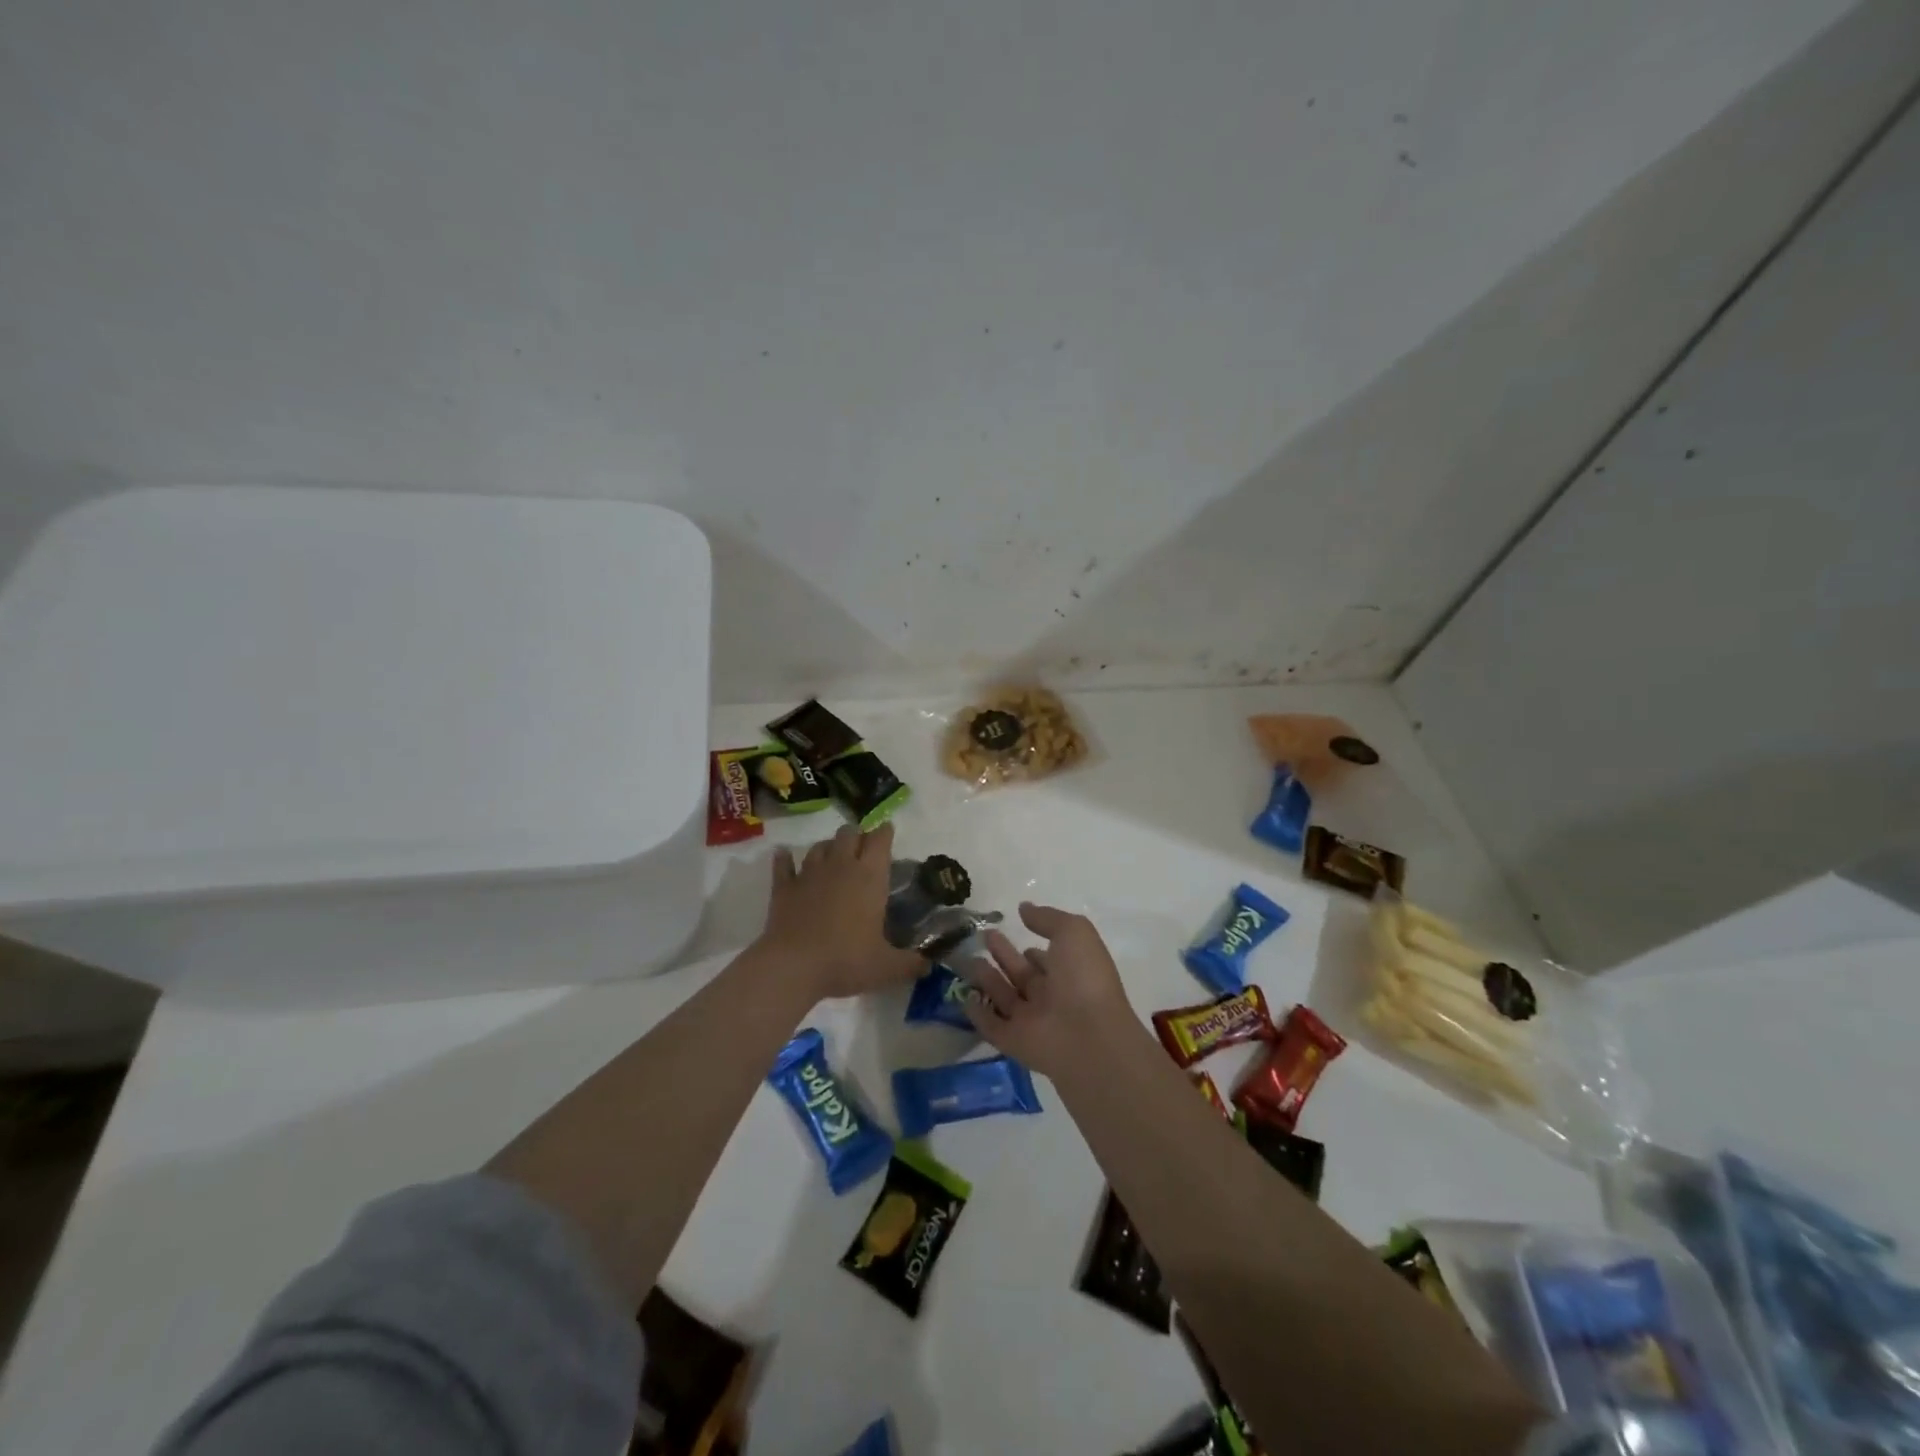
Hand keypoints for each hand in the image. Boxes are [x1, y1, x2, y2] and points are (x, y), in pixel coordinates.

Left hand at [758, 822, 922, 999]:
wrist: (792, 966)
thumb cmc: (846, 960)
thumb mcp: (887, 968)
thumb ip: (910, 964)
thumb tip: (928, 966)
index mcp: (870, 877)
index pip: (880, 840)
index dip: (885, 832)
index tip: (888, 831)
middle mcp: (841, 866)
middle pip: (849, 833)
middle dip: (857, 835)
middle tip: (863, 848)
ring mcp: (809, 873)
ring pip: (820, 846)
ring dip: (828, 847)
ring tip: (833, 856)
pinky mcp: (784, 887)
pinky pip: (784, 864)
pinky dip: (785, 859)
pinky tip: (785, 855)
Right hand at [959, 903, 1136, 1075]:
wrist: (1088, 1036)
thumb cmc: (1083, 977)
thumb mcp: (1073, 932)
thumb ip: (1047, 918)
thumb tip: (1023, 907)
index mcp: (1068, 972)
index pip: (1045, 959)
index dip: (1030, 948)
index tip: (1010, 930)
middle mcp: (1050, 996)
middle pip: (1021, 974)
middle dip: (1003, 955)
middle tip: (982, 936)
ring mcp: (1031, 1020)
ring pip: (1003, 997)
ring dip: (986, 979)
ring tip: (966, 957)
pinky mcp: (1013, 1041)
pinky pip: (991, 1025)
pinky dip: (977, 1013)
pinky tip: (962, 996)